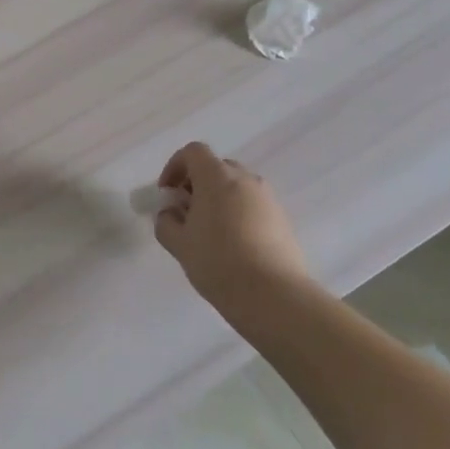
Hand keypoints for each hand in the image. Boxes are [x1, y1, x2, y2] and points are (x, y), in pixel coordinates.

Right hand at [153, 143, 307, 314]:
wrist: (274, 296)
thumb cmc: (218, 262)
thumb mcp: (178, 243)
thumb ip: (166, 221)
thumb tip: (171, 214)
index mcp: (217, 178)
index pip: (193, 152)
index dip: (175, 166)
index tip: (167, 193)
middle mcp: (246, 180)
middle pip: (217, 167)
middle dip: (197, 182)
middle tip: (186, 211)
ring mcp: (268, 199)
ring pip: (237, 187)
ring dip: (219, 198)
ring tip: (209, 230)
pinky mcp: (283, 220)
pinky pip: (253, 205)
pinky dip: (238, 213)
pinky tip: (232, 244)